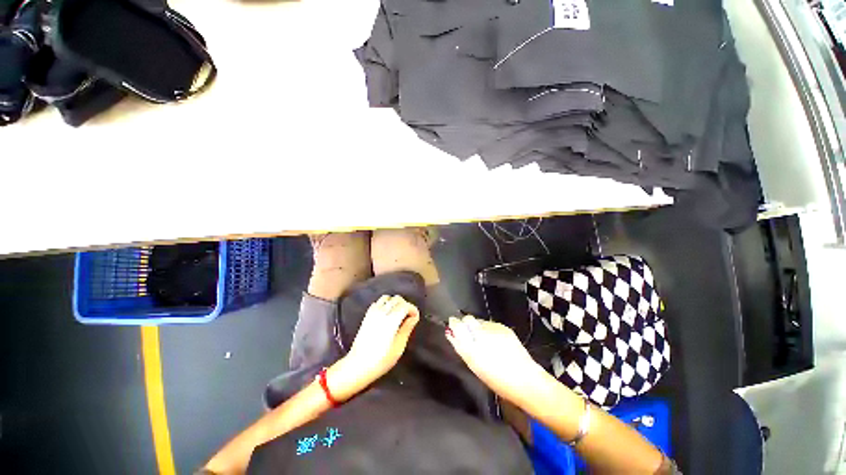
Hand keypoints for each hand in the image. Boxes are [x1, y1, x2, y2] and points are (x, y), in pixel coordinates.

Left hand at [330, 295, 419, 399]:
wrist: (357, 365)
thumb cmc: (380, 360)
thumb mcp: (399, 347)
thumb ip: (407, 329)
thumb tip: (414, 317)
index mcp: (391, 320)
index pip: (405, 305)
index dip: (413, 309)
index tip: (416, 317)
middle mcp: (382, 312)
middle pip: (397, 299)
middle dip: (405, 305)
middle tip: (409, 316)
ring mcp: (373, 313)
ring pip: (387, 298)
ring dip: (394, 303)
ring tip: (398, 314)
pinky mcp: (367, 316)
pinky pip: (378, 303)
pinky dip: (385, 304)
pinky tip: (387, 315)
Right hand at [446, 315, 546, 405]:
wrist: (525, 380)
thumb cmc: (496, 380)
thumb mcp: (474, 366)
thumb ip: (461, 347)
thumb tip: (451, 334)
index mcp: (471, 346)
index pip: (457, 325)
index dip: (454, 324)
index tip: (453, 327)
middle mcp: (481, 333)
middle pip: (468, 319)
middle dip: (466, 323)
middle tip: (469, 334)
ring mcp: (493, 328)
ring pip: (479, 321)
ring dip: (478, 327)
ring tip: (484, 339)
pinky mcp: (503, 327)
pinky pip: (490, 324)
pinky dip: (489, 329)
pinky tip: (495, 340)